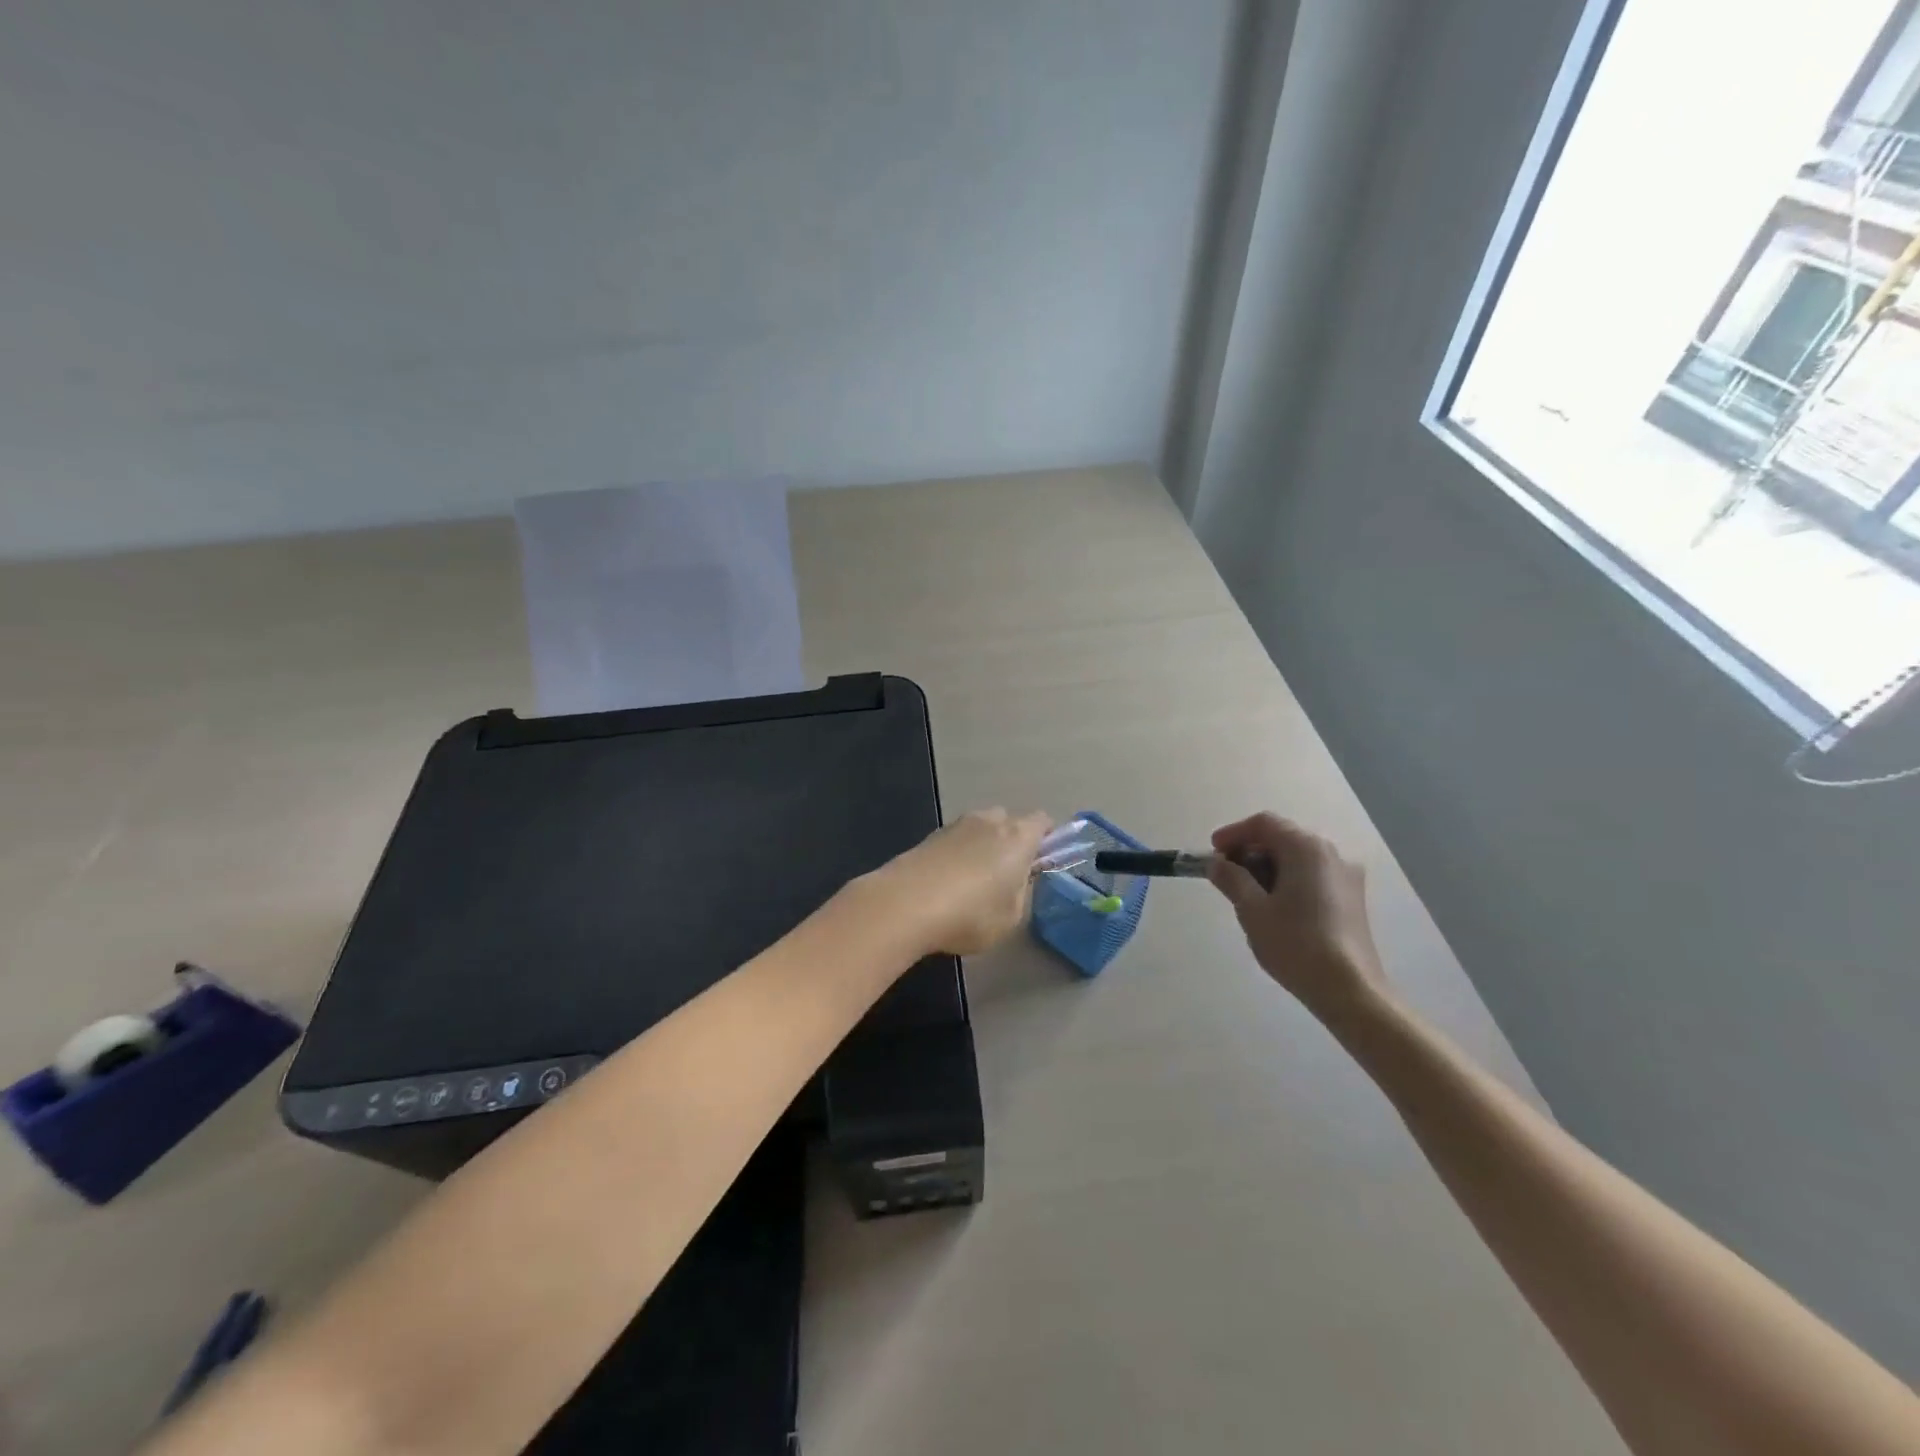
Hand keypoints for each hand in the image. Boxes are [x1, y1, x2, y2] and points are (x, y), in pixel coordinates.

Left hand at [870, 808, 1053, 956]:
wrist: (905, 904)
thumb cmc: (971, 914)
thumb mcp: (1010, 917)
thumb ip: (1021, 893)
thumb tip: (1017, 880)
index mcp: (1018, 836)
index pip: (1042, 821)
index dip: (1047, 838)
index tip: (1042, 861)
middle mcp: (989, 821)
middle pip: (1008, 820)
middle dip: (1011, 841)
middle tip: (1008, 874)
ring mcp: (956, 825)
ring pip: (980, 828)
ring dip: (982, 846)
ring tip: (973, 882)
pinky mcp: (929, 836)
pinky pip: (955, 840)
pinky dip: (958, 855)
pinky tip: (948, 883)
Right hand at [1207, 813, 1387, 1019]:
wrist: (1350, 990)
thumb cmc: (1295, 944)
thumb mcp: (1252, 910)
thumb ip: (1231, 879)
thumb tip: (1216, 863)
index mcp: (1306, 848)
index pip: (1264, 824)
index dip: (1233, 834)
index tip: (1212, 854)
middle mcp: (1331, 853)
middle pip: (1283, 837)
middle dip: (1250, 851)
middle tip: (1225, 875)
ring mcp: (1347, 875)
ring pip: (1298, 857)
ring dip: (1268, 867)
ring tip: (1247, 895)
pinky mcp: (1352, 898)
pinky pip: (1313, 875)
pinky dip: (1288, 879)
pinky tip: (1275, 907)